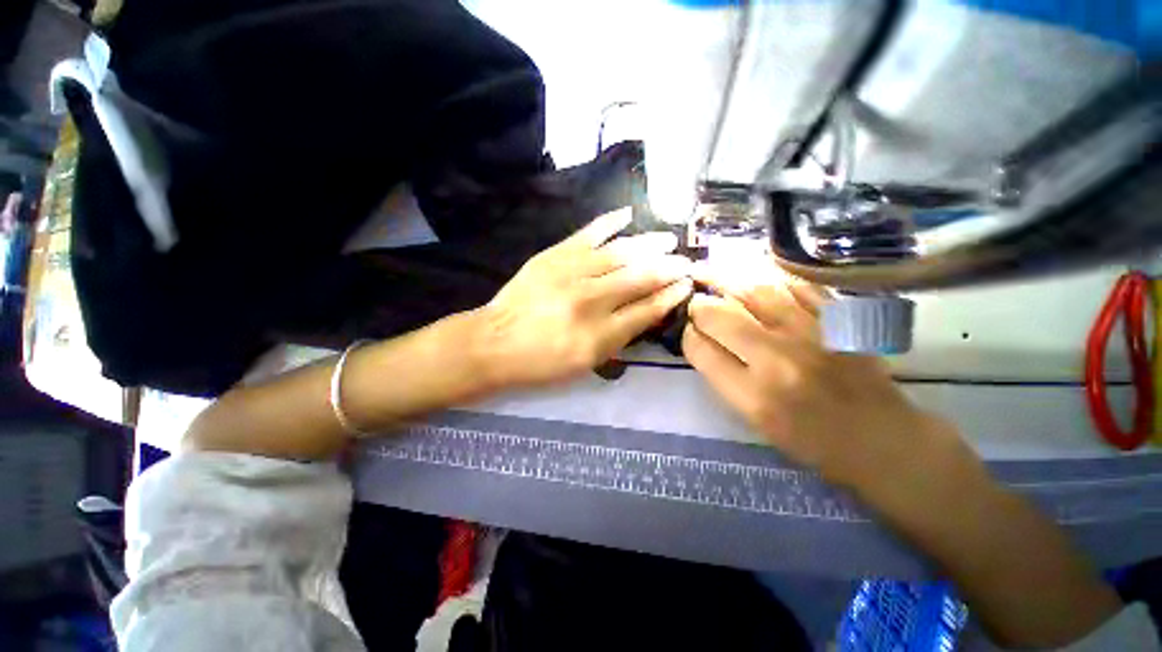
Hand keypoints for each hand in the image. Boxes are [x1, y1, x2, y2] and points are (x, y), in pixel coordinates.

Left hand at [474, 208, 692, 389]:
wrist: (495, 341)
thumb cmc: (541, 362)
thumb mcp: (585, 363)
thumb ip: (619, 338)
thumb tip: (647, 312)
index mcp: (599, 335)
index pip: (646, 310)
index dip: (670, 296)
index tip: (686, 285)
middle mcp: (590, 301)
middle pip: (639, 278)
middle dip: (667, 268)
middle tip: (686, 260)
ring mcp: (571, 273)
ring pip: (619, 253)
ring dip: (648, 244)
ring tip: (668, 239)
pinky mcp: (554, 256)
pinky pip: (587, 234)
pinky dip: (609, 222)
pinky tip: (627, 214)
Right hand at [682, 261, 945, 488]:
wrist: (881, 438)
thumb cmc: (810, 440)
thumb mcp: (753, 420)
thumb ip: (722, 377)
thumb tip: (702, 339)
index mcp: (753, 394)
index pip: (700, 349)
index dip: (688, 335)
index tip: (689, 331)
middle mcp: (777, 359)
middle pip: (719, 315)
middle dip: (699, 306)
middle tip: (695, 302)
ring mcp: (811, 333)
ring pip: (754, 291)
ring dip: (725, 279)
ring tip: (709, 271)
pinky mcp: (837, 319)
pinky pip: (795, 285)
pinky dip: (769, 277)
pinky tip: (754, 276)